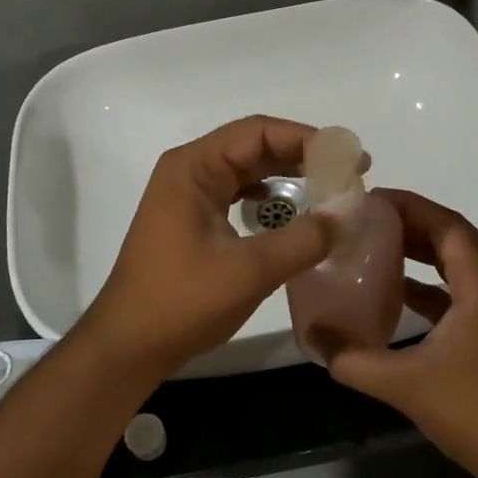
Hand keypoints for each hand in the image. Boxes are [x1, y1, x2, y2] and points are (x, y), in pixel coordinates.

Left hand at [77, 116, 334, 377]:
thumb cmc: (181, 301)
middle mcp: (189, 171)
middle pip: (253, 146)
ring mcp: (189, 195)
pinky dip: (269, 198)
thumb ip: (302, 240)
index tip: (349, 158)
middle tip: (349, 174)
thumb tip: (345, 218)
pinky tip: (293, 212)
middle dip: (302, 155)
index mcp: (194, 167)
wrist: (128, 345)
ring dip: (288, 175)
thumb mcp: (249, 271)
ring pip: (247, 170)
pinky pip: (238, 193)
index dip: (307, 139)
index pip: (258, 132)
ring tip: (330, 188)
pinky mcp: (192, 219)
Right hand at [327, 189, 477, 463]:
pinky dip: (429, 283)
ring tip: (374, 245)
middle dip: (409, 224)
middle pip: (451, 237)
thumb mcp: (405, 383)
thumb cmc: (475, 410)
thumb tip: (313, 336)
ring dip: (419, 251)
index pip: (445, 223)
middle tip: (364, 220)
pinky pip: (459, 290)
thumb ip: (353, 358)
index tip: (369, 199)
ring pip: (456, 263)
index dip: (408, 205)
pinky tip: (396, 292)